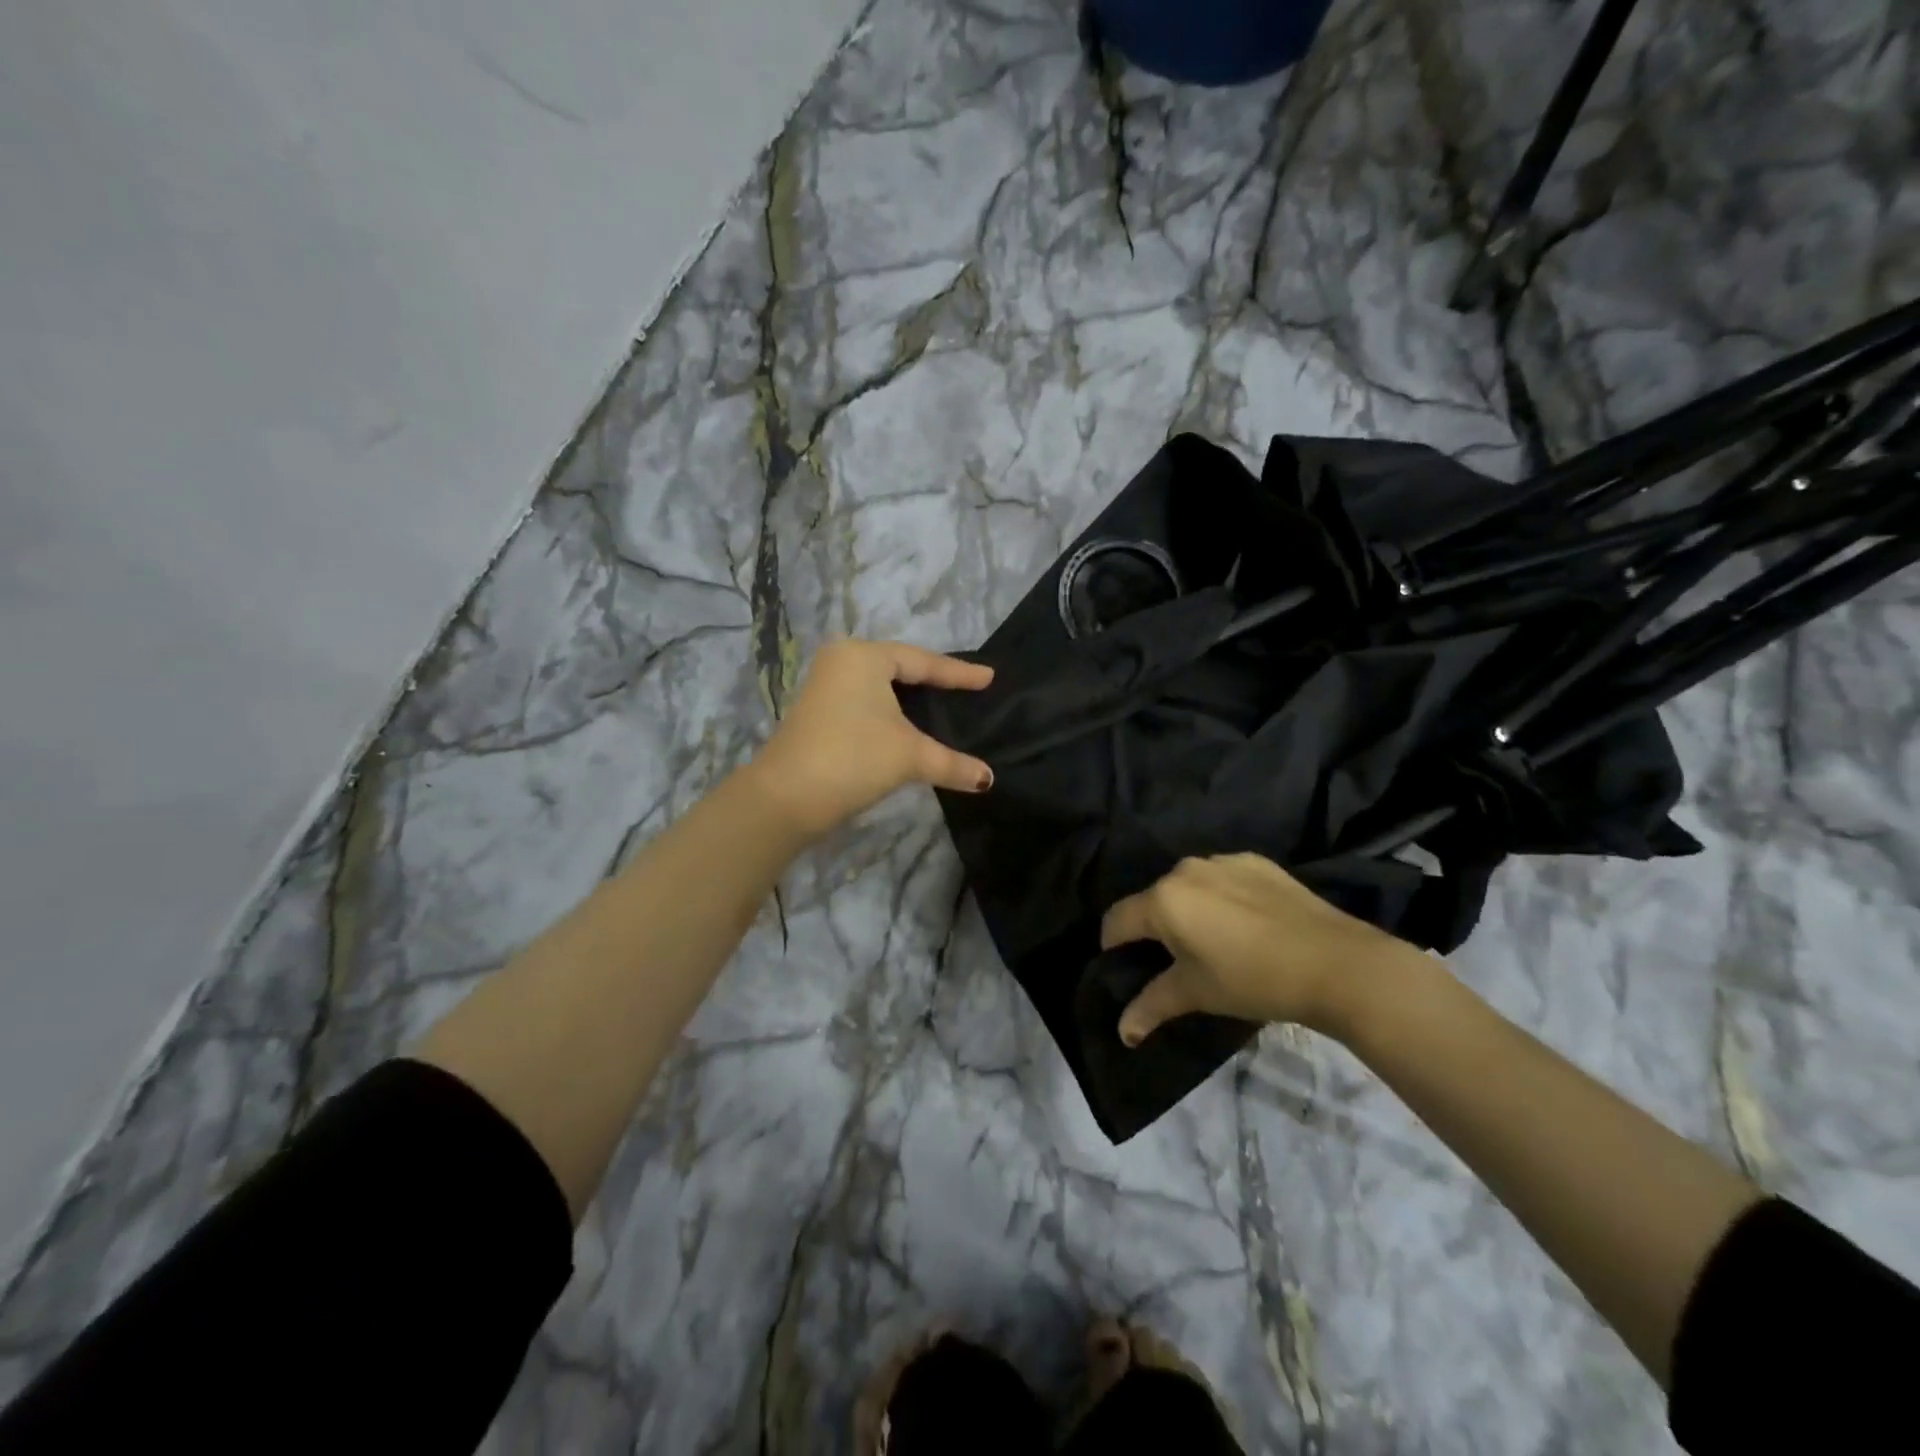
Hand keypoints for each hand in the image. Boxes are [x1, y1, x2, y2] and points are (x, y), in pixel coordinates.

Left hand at [749, 639, 994, 838]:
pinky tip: (908, 724)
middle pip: (900, 668)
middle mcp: (842, 662)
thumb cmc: (852, 759)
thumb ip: (952, 763)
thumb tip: (988, 779)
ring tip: (943, 703)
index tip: (989, 677)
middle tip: (967, 688)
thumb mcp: (909, 756)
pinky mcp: (818, 711)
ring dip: (910, 698)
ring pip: (881, 686)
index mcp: (864, 656)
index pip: (923, 662)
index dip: (959, 674)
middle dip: (933, 680)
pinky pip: (866, 701)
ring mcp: (825, 686)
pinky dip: (891, 710)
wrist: (785, 798)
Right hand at [1100, 853, 1424, 1045]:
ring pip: (1189, 887)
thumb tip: (1123, 1032)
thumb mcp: (1197, 994)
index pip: (1117, 920)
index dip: (1114, 948)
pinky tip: (1248, 926)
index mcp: (1163, 899)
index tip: (1128, 970)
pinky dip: (1222, 898)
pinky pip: (1222, 879)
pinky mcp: (1256, 862)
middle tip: (1178, 963)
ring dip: (1190, 910)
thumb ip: (1152, 1006)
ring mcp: (1222, 861)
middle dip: (1156, 929)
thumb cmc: (1253, 980)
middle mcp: (1185, 869)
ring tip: (1217, 943)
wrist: (1336, 963)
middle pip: (1153, 900)